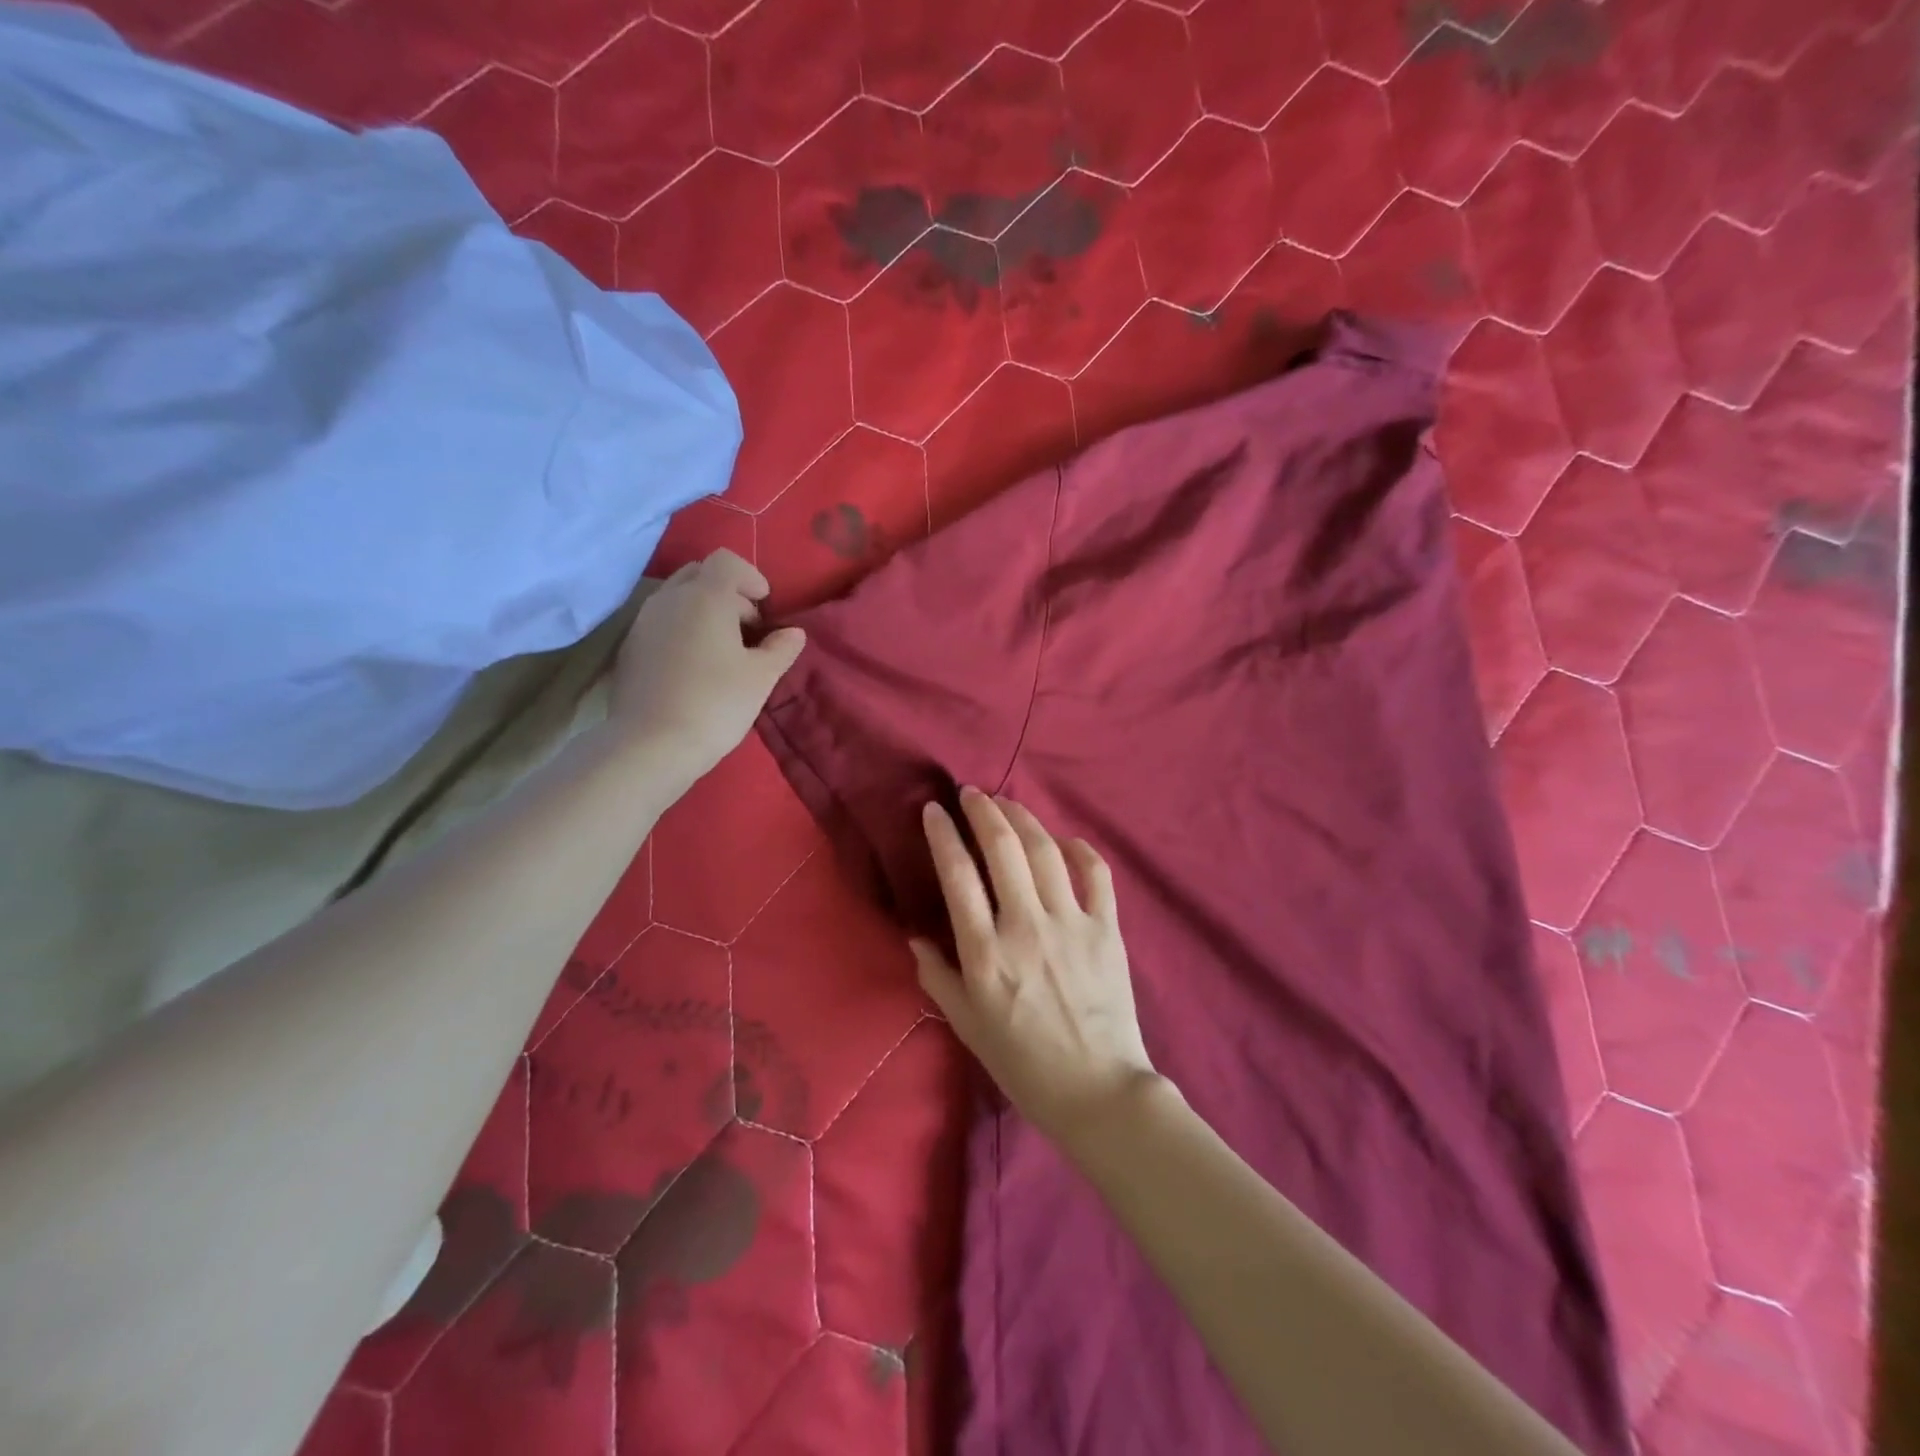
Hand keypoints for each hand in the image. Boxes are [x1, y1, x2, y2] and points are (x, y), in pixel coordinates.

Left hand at [609, 550, 804, 784]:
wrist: (651, 745)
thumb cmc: (716, 704)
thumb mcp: (761, 677)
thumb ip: (781, 648)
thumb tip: (793, 633)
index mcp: (705, 597)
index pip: (727, 561)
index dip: (751, 577)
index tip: (764, 606)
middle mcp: (670, 599)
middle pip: (700, 574)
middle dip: (727, 592)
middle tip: (746, 628)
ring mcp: (643, 622)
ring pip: (677, 597)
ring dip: (703, 611)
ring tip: (722, 649)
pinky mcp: (629, 647)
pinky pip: (661, 622)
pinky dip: (682, 629)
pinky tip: (694, 667)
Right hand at [910, 787, 1159, 1146]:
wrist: (1096, 1090)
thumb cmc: (1023, 1062)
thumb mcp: (967, 1025)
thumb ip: (937, 977)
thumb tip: (915, 937)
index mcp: (985, 953)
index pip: (957, 875)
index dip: (943, 834)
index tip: (934, 810)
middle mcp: (1025, 926)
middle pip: (1002, 848)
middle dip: (983, 810)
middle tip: (971, 793)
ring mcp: (1070, 923)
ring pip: (1045, 850)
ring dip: (1023, 817)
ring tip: (1007, 803)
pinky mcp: (1106, 928)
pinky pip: (1096, 874)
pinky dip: (1079, 849)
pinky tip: (1064, 840)